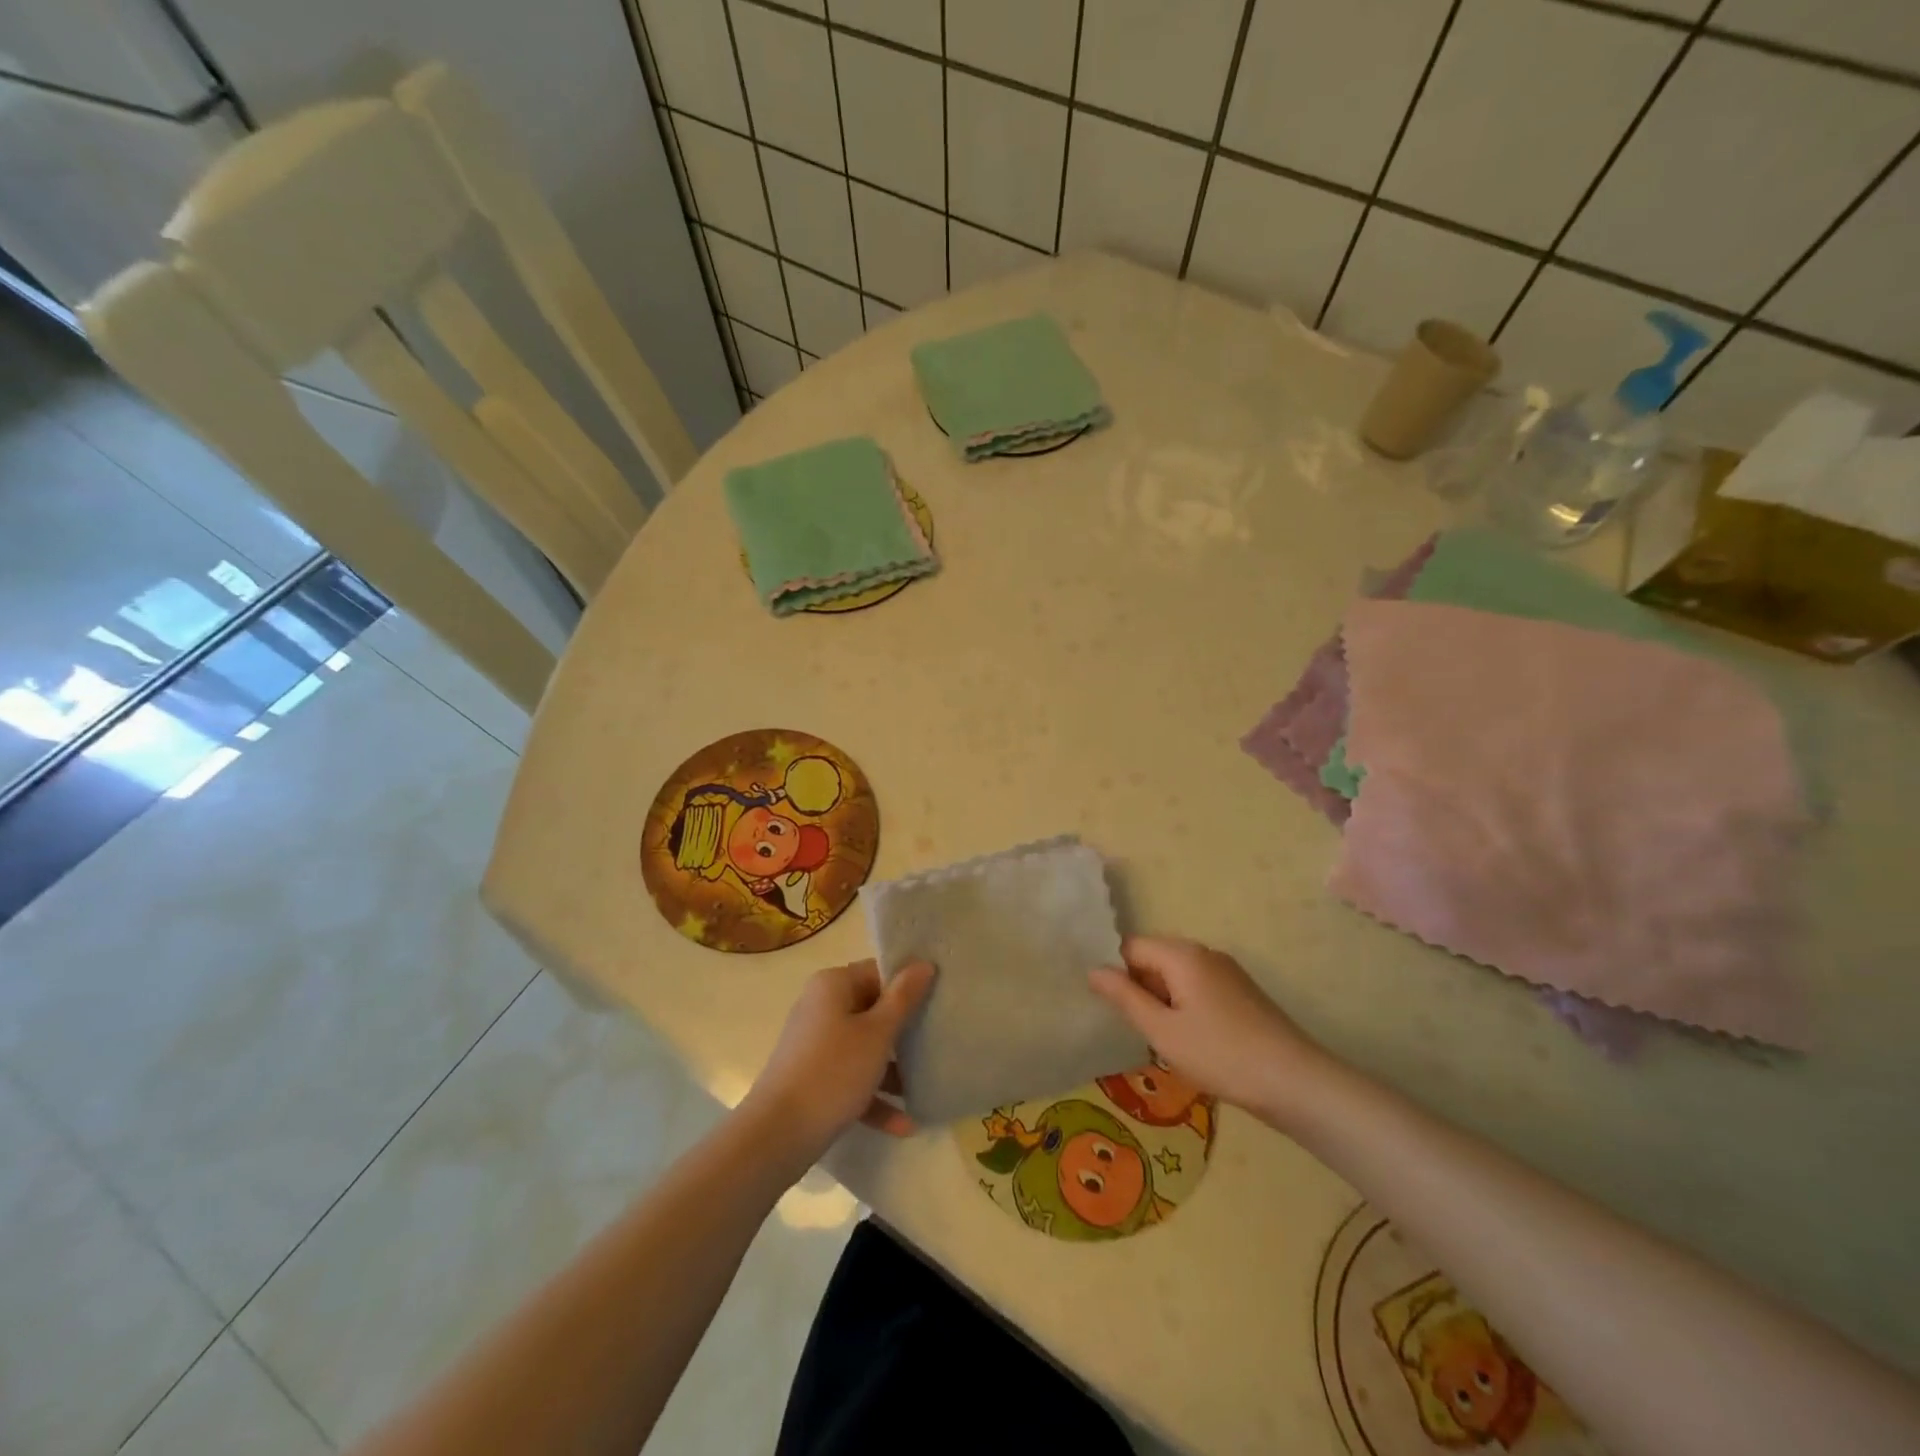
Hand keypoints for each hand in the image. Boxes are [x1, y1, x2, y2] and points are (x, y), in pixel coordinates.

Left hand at [744, 959, 934, 1161]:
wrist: (776, 1136)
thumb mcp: (877, 1034)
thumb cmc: (833, 1072)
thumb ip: (903, 998)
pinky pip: (851, 1078)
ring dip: (893, 1069)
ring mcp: (815, 1044)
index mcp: (833, 985)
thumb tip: (924, 963)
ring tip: (926, 1087)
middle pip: (873, 1010)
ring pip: (864, 1048)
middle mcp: (821, 1007)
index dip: (908, 986)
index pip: (878, 973)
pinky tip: (905, 1124)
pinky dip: (874, 1097)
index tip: (939, 1002)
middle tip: (939, 1042)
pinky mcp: (813, 1078)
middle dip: (904, 1032)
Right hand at [1089, 936, 1329, 1123]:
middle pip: (1154, 958)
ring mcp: (1227, 972)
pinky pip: (1198, 988)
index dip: (1114, 973)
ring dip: (1161, 1000)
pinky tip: (1189, 1041)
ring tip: (1158, 1039)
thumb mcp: (1162, 1030)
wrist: (1295, 1082)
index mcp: (1182, 954)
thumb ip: (1125, 997)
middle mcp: (1204, 952)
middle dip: (1138, 987)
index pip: (1130, 947)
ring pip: (1176, 976)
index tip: (1106, 1006)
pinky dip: (1184, 1007)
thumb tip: (1093, 970)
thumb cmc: (1220, 1054)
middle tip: (1131, 1027)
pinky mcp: (1241, 993)